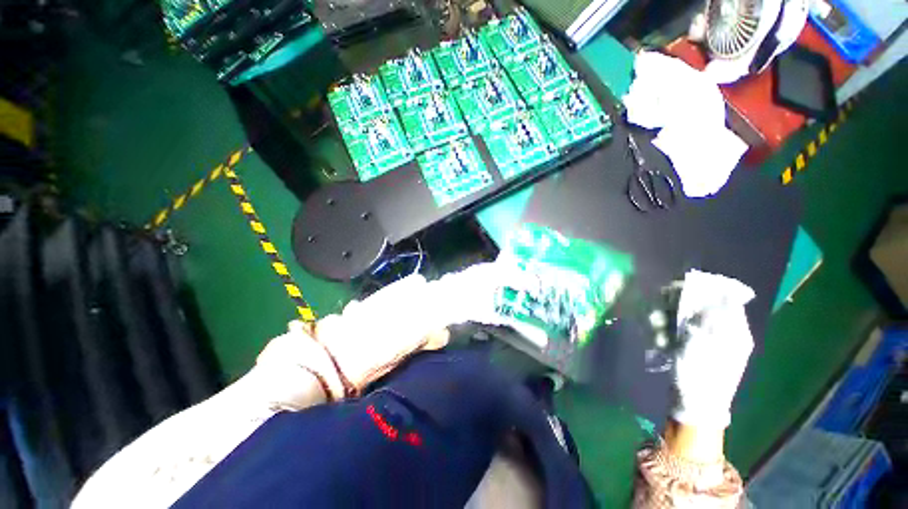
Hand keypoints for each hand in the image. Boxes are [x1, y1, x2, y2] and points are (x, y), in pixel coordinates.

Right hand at [672, 270, 754, 428]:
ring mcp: (703, 340)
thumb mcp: (707, 343)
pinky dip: (664, 332)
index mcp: (734, 330)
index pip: (724, 298)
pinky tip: (658, 341)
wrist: (694, 405)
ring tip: (656, 331)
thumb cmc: (703, 375)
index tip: (679, 288)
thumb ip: (710, 316)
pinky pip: (675, 330)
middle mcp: (720, 331)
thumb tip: (715, 291)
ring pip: (682, 317)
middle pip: (698, 305)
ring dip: (665, 320)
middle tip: (660, 312)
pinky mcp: (688, 348)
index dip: (703, 289)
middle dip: (675, 306)